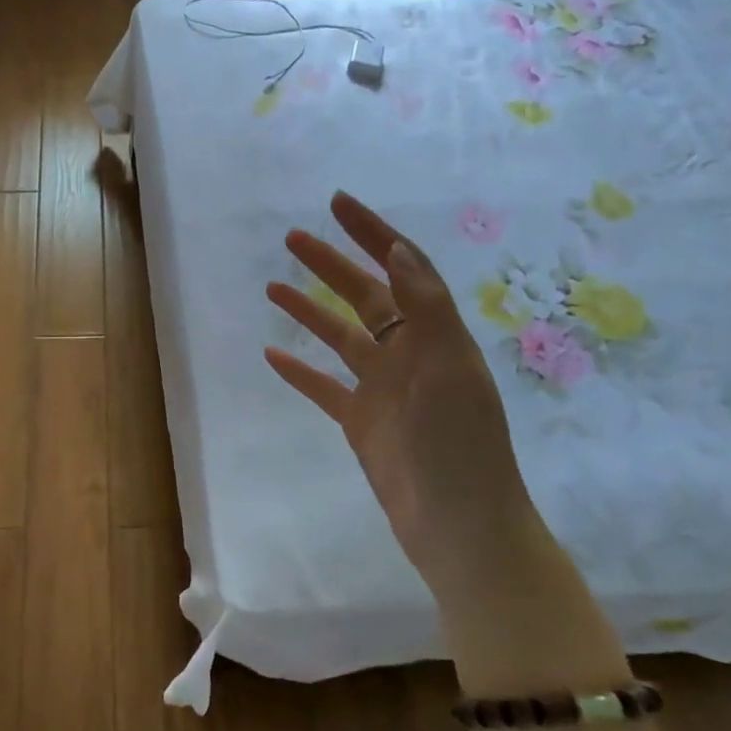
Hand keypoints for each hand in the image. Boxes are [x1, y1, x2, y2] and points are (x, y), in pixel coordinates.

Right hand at [264, 192, 537, 593]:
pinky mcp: (361, 422)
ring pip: (339, 337)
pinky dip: (299, 371)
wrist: (459, 526)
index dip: (372, 233)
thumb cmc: (458, 444)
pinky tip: (272, 354)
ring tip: (272, 287)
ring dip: (309, 310)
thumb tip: (398, 248)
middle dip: (331, 263)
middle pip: (364, 296)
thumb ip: (424, 307)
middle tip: (292, 238)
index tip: (337, 204)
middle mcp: (409, 354)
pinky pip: (324, 387)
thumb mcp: (447, 367)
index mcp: (435, 335)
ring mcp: (382, 389)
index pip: (402, 268)